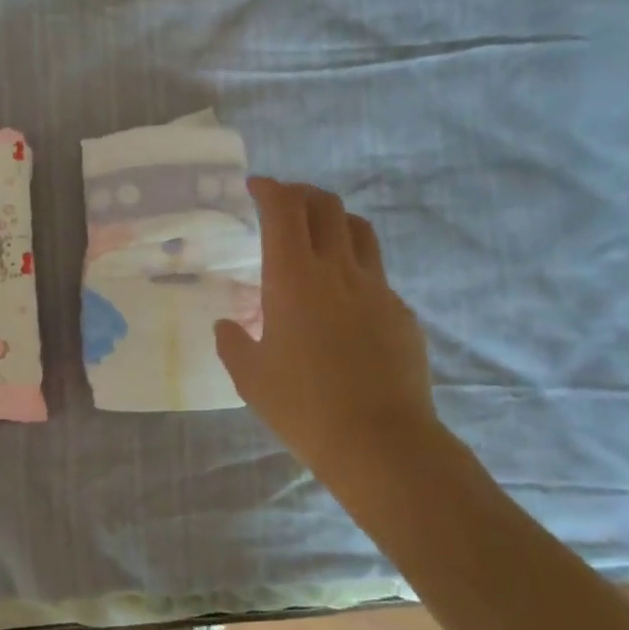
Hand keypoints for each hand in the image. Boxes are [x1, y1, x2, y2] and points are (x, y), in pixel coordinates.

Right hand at [214, 178, 439, 515]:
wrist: (380, 442)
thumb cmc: (303, 406)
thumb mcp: (250, 377)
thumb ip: (233, 342)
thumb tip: (227, 325)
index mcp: (294, 277)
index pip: (284, 209)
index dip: (270, 189)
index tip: (257, 187)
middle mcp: (338, 270)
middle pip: (326, 206)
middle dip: (302, 194)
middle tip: (284, 205)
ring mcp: (376, 288)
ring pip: (359, 230)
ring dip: (334, 220)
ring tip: (318, 235)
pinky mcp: (401, 312)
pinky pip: (376, 274)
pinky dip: (355, 267)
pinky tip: (344, 299)